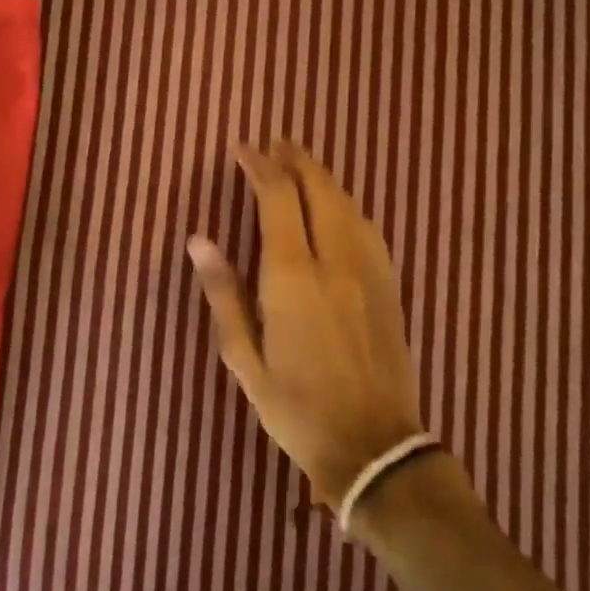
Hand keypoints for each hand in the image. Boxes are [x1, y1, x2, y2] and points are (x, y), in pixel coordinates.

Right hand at [188, 140, 432, 509]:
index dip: (260, 166)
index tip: (243, 149)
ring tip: (302, 166)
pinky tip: (339, 207)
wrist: (373, 446)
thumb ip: (223, 294)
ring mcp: (369, 272)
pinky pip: (368, 228)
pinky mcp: (390, 286)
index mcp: (292, 276)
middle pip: (319, 189)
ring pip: (348, 204)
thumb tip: (199, 240)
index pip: (277, 198)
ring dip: (323, 177)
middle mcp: (335, 261)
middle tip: (275, 144)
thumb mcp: (244, 358)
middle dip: (296, 160)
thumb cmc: (296, 408)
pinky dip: (347, 205)